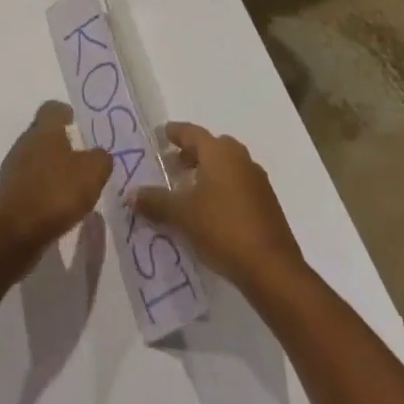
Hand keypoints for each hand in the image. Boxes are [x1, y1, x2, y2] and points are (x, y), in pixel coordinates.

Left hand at [0, 102, 112, 253]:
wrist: (13, 232)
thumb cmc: (55, 193)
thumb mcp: (91, 174)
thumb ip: (100, 160)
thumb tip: (100, 155)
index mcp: (44, 130)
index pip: (51, 108)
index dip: (63, 112)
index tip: (74, 120)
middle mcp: (25, 142)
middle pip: (42, 133)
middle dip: (58, 142)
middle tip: (78, 157)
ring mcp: (13, 168)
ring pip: (34, 158)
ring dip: (50, 167)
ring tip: (69, 185)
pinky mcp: (8, 194)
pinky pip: (28, 182)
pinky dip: (41, 189)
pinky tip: (54, 206)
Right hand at [130, 122, 304, 291]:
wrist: (273, 270)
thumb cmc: (223, 229)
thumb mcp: (182, 216)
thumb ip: (155, 202)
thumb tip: (130, 195)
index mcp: (218, 151)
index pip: (191, 132)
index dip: (174, 133)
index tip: (161, 135)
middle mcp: (239, 158)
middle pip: (211, 147)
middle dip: (191, 154)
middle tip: (174, 166)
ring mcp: (257, 180)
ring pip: (227, 167)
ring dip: (209, 173)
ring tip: (191, 191)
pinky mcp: (267, 204)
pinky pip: (239, 185)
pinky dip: (223, 190)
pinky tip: (214, 212)